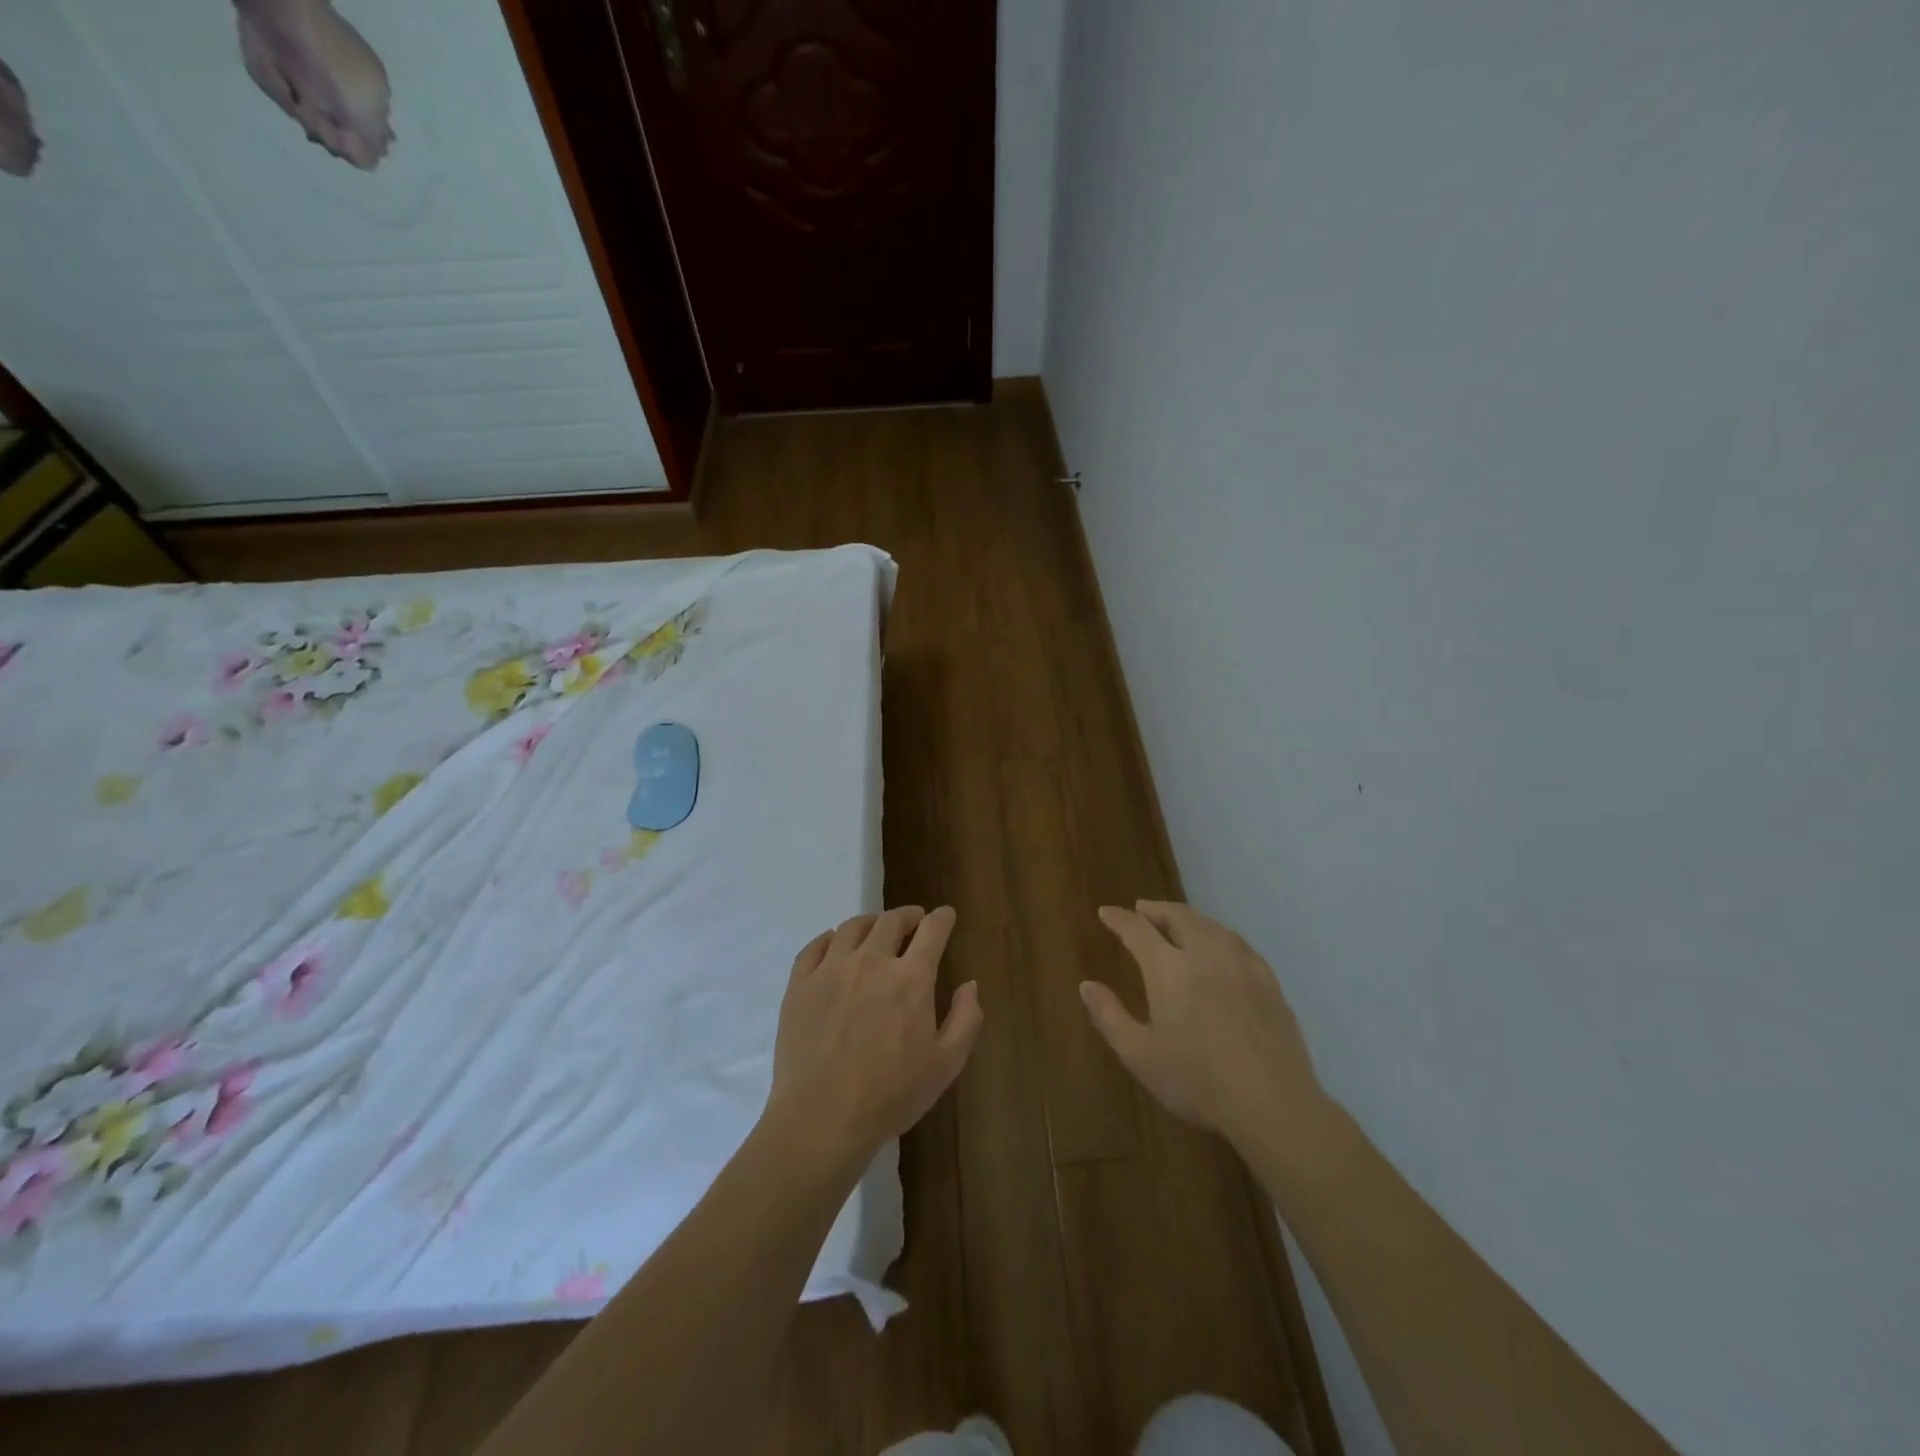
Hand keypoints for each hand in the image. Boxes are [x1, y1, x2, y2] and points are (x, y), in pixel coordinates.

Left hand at [768, 906, 982, 1164]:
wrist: (822, 1118)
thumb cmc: (891, 1095)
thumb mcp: (946, 1064)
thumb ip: (966, 1019)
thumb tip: (969, 984)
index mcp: (910, 978)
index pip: (932, 930)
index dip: (942, 918)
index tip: (945, 915)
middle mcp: (872, 961)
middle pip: (891, 921)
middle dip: (908, 916)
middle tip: (913, 921)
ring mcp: (831, 970)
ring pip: (852, 927)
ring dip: (871, 922)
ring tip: (876, 929)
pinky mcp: (800, 985)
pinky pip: (815, 947)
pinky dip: (830, 938)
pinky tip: (834, 944)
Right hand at [1084, 901, 1330, 1161]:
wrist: (1273, 1104)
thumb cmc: (1198, 1082)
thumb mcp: (1140, 1056)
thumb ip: (1109, 1017)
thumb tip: (1087, 985)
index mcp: (1169, 970)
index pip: (1138, 930)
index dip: (1119, 919)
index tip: (1106, 912)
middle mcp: (1205, 954)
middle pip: (1178, 916)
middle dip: (1155, 909)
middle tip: (1141, 910)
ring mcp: (1241, 964)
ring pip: (1210, 925)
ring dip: (1187, 917)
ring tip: (1176, 921)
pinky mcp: (1268, 979)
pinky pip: (1237, 941)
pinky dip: (1218, 933)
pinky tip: (1219, 944)